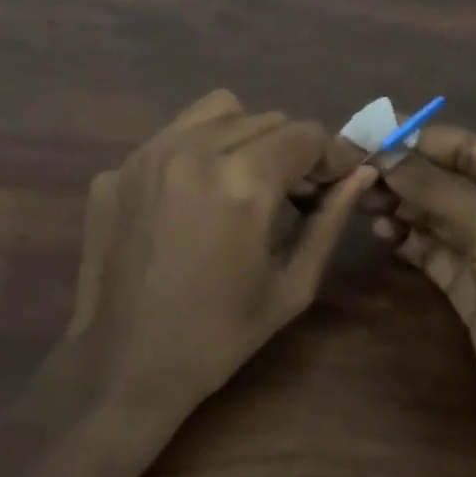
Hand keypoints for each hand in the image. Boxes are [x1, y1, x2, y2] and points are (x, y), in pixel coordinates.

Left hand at [65, 90, 376, 417]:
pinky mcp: (115, 168)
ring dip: (240, 136)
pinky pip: (169, 139)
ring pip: (214, 112)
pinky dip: (191, 155)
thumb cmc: (218, 336)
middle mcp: (193, 151)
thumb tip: (359, 174)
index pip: (304, 133)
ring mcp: (146, 155)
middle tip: (287, 193)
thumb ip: (329, 221)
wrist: (123, 365)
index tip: (327, 184)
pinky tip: (185, 202)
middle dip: (287, 148)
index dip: (327, 156)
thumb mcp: (290, 286)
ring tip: (237, 182)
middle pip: (263, 117)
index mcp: (243, 182)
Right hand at [372, 125, 475, 464]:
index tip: (366, 134)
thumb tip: (382, 151)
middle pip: (449, 180)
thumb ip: (434, 188)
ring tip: (362, 202)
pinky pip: (435, 250)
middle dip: (405, 175)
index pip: (467, 147)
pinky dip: (408, 239)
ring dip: (402, 206)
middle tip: (355, 172)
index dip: (416, 139)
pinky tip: (381, 233)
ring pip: (438, 215)